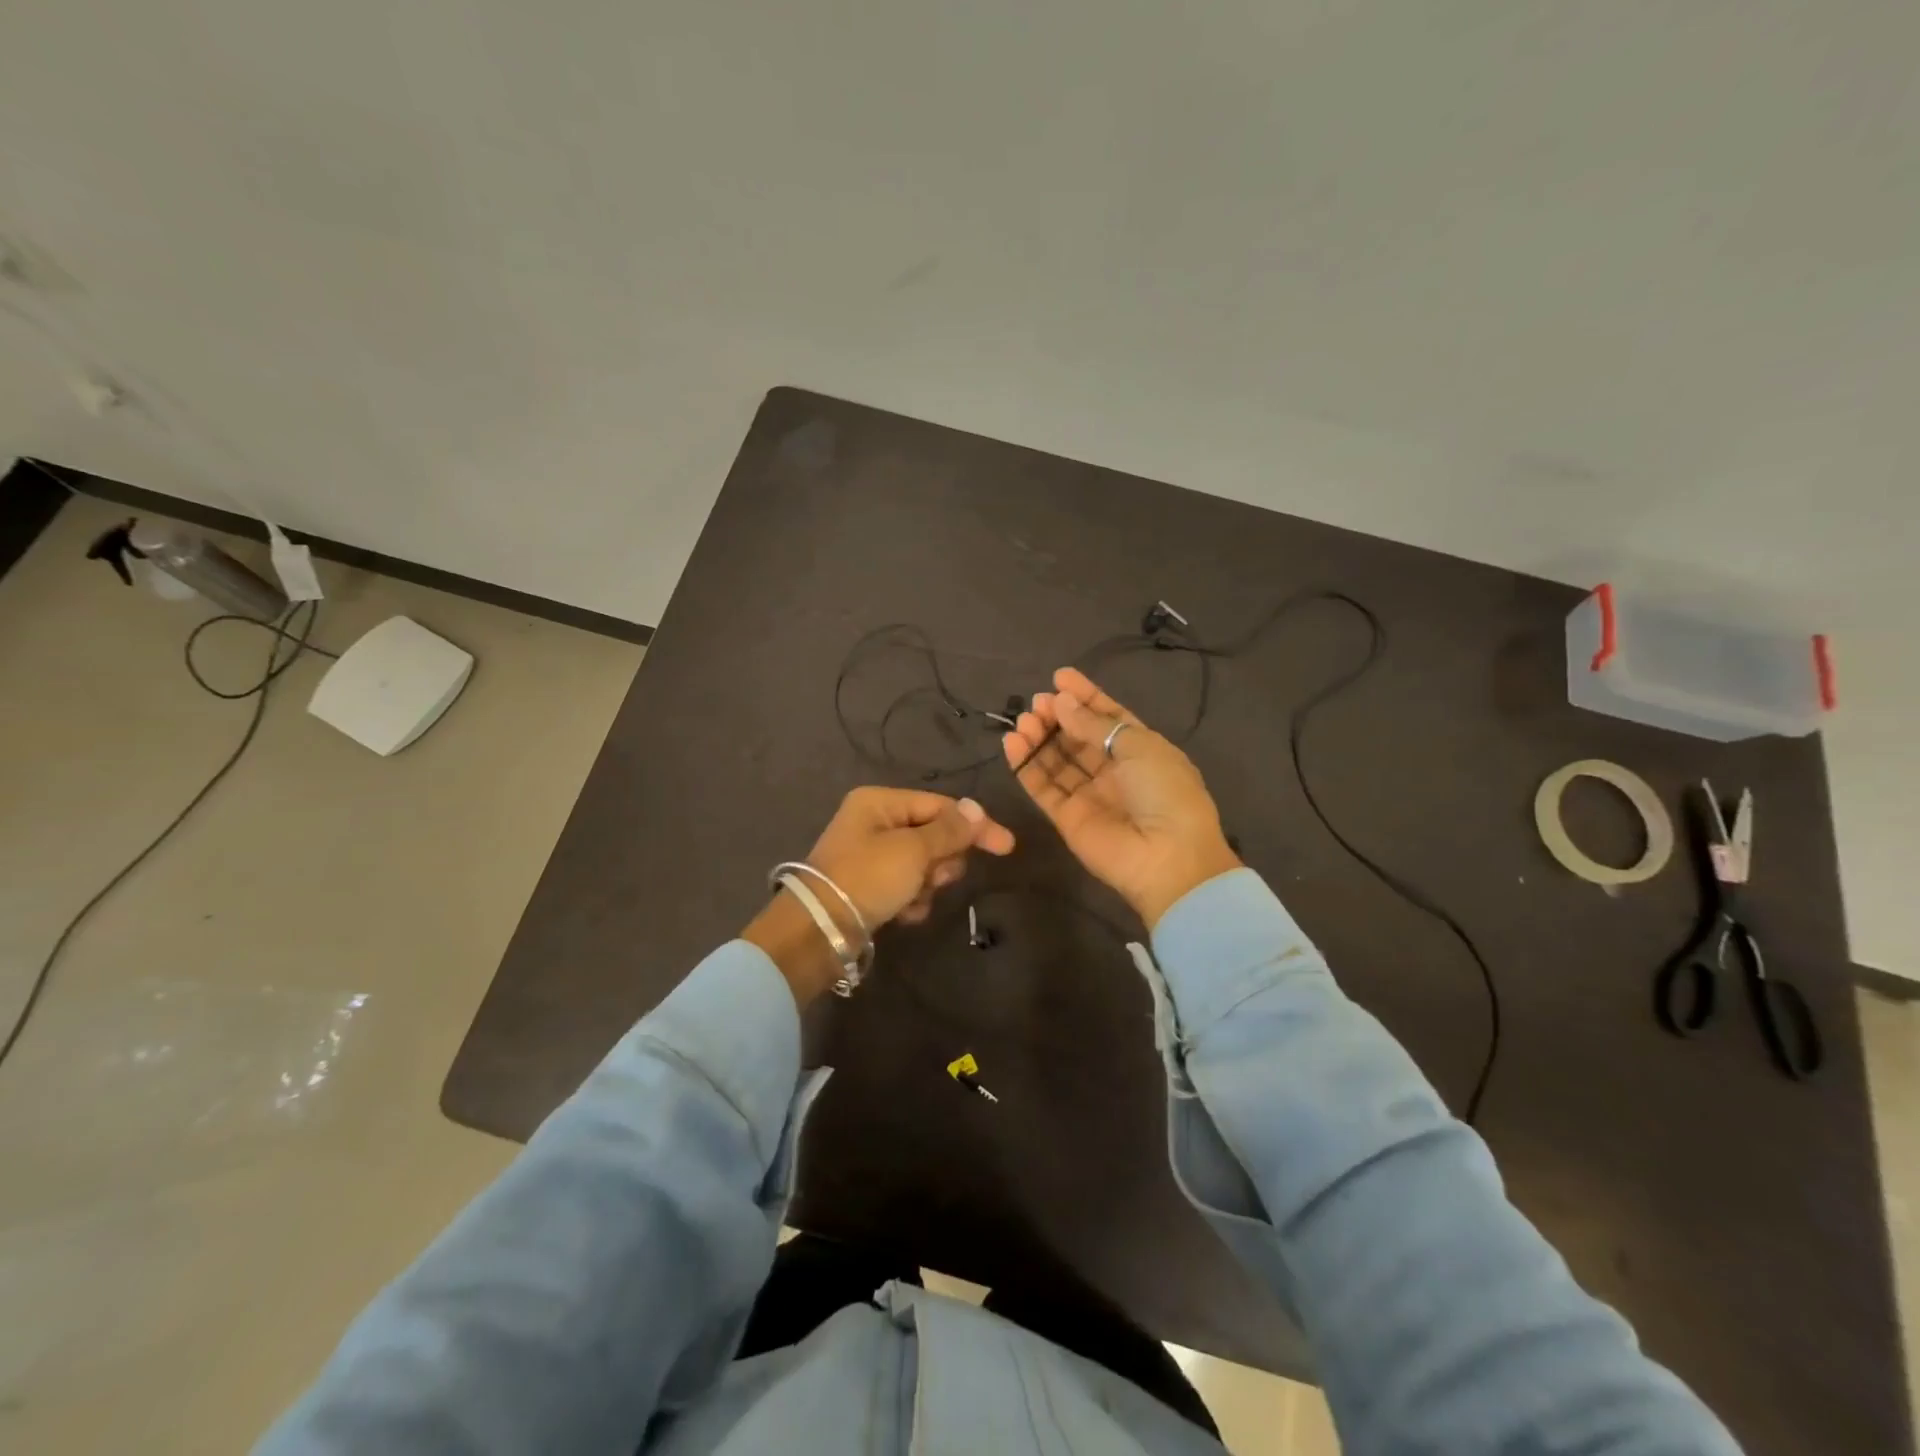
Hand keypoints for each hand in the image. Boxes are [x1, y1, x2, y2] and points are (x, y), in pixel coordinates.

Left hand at [746, 787, 1015, 1004]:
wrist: (819, 931)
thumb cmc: (868, 878)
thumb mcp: (914, 850)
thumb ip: (949, 831)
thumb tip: (977, 808)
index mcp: (880, 802)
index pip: (940, 806)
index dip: (974, 825)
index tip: (1007, 847)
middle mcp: (874, 822)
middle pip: (933, 835)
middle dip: (942, 859)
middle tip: (936, 876)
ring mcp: (870, 856)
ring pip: (923, 864)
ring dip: (927, 883)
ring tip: (913, 897)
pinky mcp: (869, 886)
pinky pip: (906, 886)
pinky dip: (911, 899)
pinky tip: (903, 913)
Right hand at [1002, 667, 1239, 927]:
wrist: (1167, 857)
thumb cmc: (1164, 791)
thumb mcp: (1138, 746)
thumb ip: (1094, 724)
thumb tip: (1061, 702)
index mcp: (1141, 751)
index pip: (1108, 717)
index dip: (1085, 697)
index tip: (1059, 677)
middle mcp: (1114, 772)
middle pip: (1078, 738)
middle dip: (1058, 716)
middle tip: (1038, 701)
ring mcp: (1089, 796)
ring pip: (1057, 760)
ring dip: (1040, 738)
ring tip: (1024, 720)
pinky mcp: (1066, 818)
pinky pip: (1043, 786)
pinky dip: (1026, 765)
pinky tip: (1013, 743)